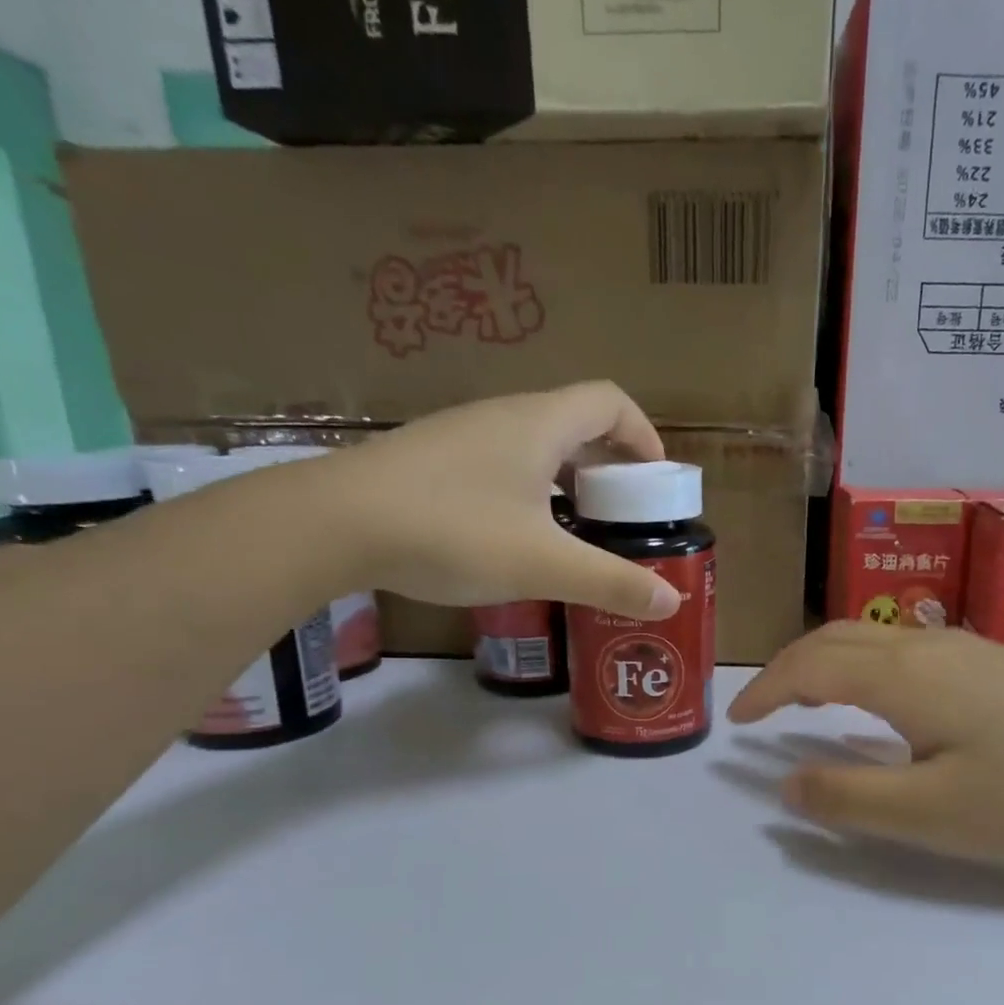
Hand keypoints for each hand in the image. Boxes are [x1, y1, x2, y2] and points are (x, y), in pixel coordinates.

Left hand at [311, 382, 680, 620]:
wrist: (331, 524)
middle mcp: (502, 417)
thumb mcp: (543, 564)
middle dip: (609, 467)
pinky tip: (514, 537)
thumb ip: (611, 582)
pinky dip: (526, 490)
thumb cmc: (453, 531)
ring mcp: (460, 436)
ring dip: (566, 480)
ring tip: (574, 531)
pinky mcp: (429, 461)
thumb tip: (672, 602)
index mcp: (540, 424)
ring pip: (533, 446)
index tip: (656, 480)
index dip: (643, 435)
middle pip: (575, 423)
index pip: (610, 402)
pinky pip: (498, 464)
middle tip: (622, 516)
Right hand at [728, 623, 1003, 862]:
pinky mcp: (989, 660)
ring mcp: (961, 648)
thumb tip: (787, 784)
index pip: (808, 668)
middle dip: (787, 669)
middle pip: (833, 639)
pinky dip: (860, 665)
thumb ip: (852, 799)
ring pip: (868, 638)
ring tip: (808, 699)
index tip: (738, 725)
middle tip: (763, 709)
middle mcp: (922, 647)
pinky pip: (899, 649)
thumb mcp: (935, 813)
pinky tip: (880, 700)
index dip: (765, 692)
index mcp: (900, 676)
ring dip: (824, 661)